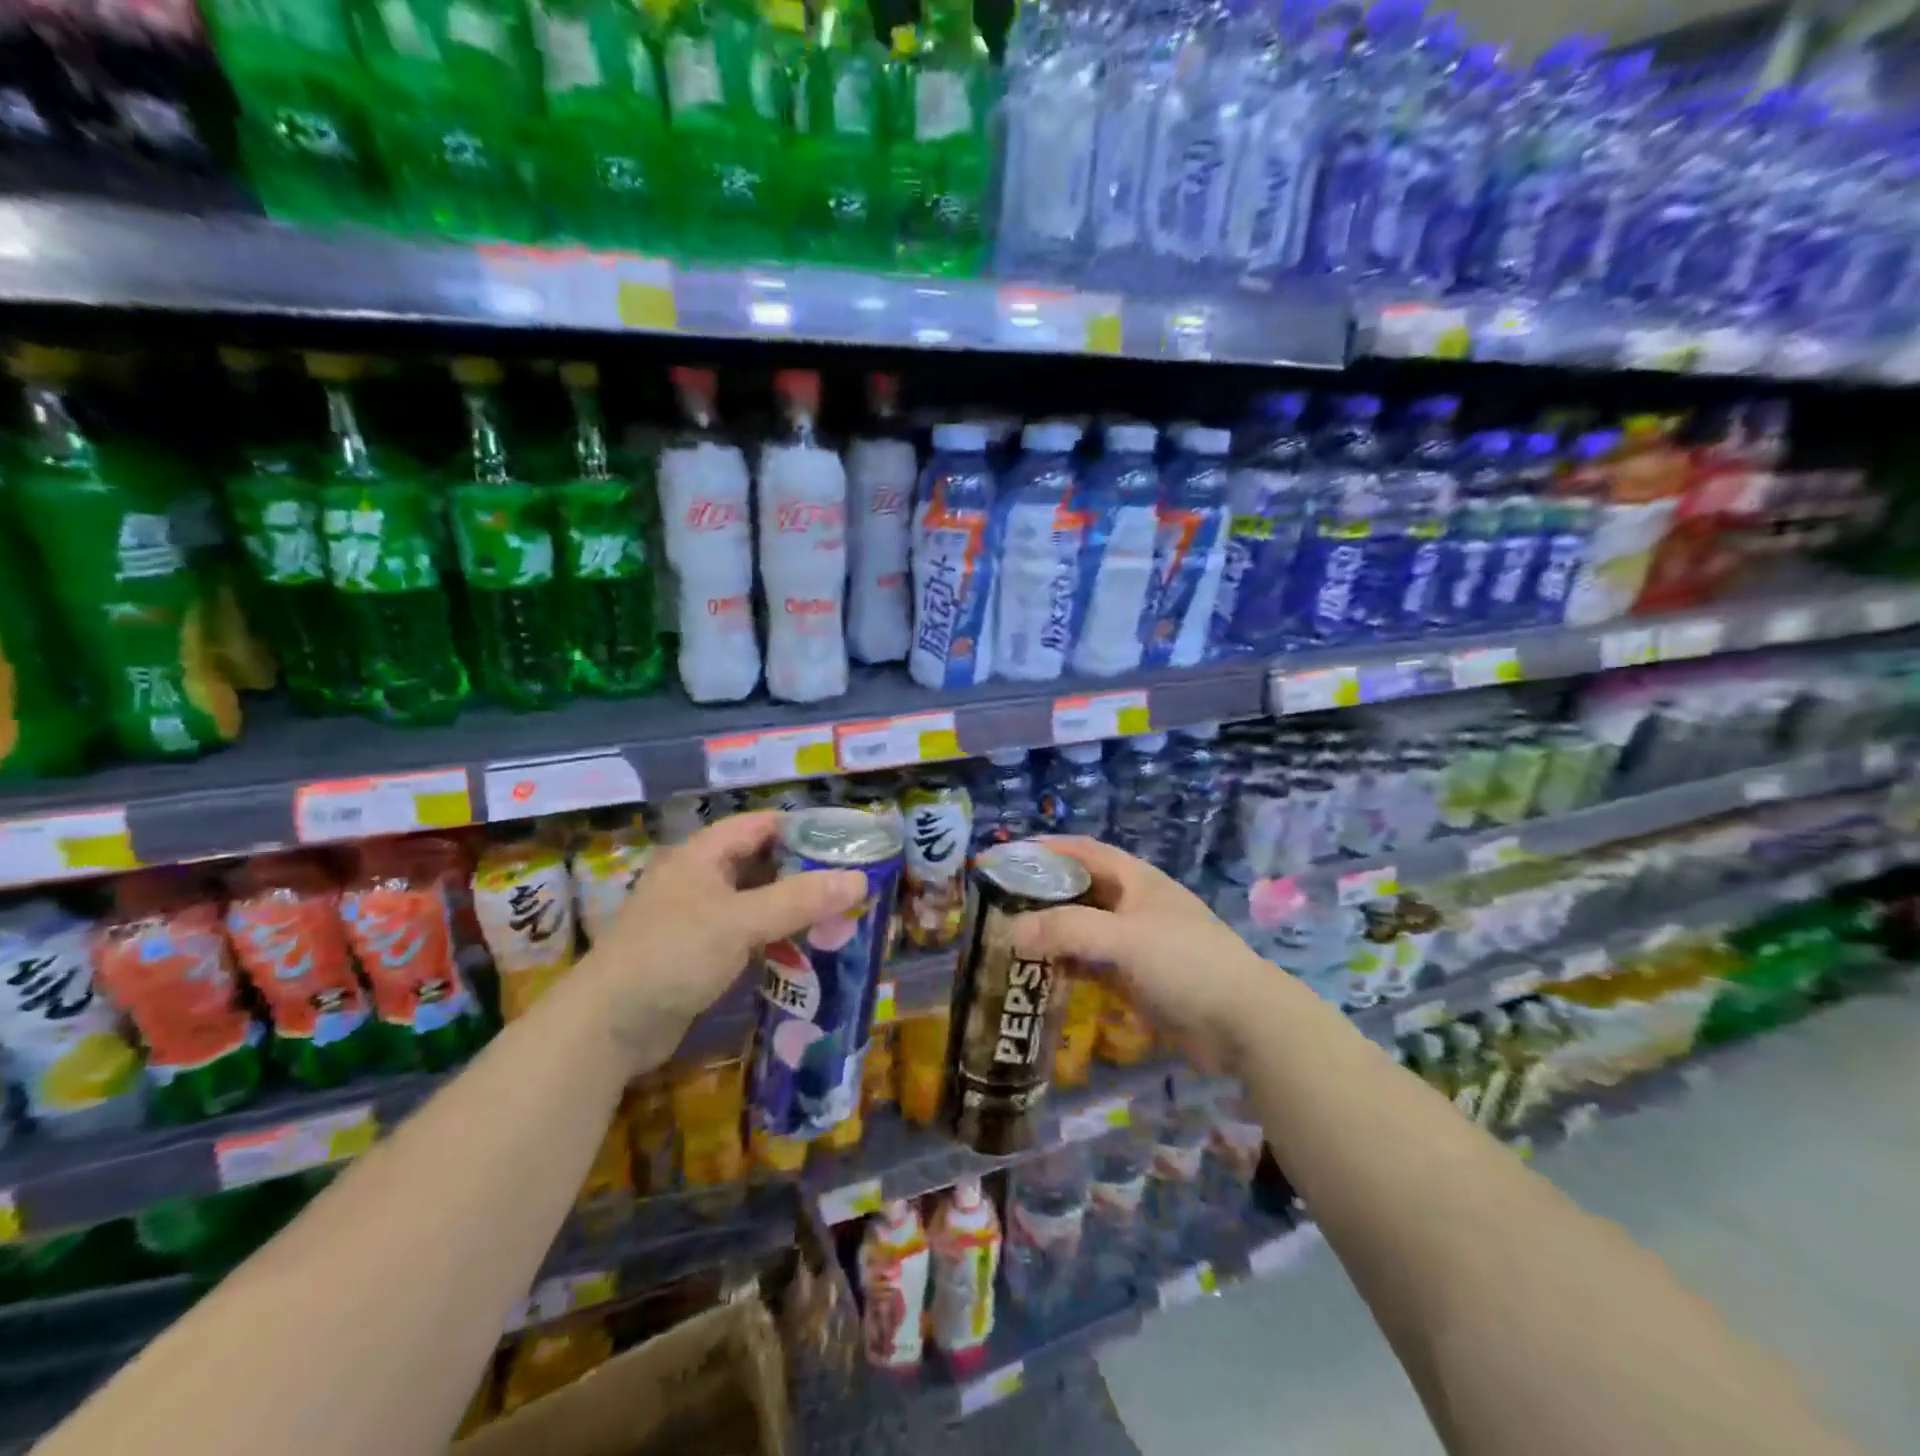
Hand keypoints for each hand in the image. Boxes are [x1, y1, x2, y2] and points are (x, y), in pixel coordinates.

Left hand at [586, 812, 867, 1066]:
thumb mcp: (740, 921)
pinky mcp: (700, 955)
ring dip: (793, 909)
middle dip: (805, 872)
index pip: (761, 825)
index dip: (803, 828)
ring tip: (840, 916)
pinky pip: (748, 936)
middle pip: (762, 864)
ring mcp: (698, 919)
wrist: (606, 1029)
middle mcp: (700, 879)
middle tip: (852, 883)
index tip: (848, 842)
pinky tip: (807, 951)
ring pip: (757, 902)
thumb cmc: (672, 955)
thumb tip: (860, 880)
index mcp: (702, 855)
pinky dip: (776, 938)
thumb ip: (800, 900)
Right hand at [1011, 837, 1273, 1071]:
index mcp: (1137, 880)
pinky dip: (1070, 965)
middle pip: (1081, 890)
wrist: (1244, 1023)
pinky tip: (1044, 974)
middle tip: (1002, 903)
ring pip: (1086, 929)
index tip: (1009, 856)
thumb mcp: (1123, 938)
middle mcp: (1135, 905)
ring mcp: (1139, 943)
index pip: (1084, 852)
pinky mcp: (1140, 978)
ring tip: (1012, 938)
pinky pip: (1095, 964)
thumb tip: (1011, 930)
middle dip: (1044, 894)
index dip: (1047, 849)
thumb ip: (1067, 930)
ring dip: (1054, 932)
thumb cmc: (1185, 963)